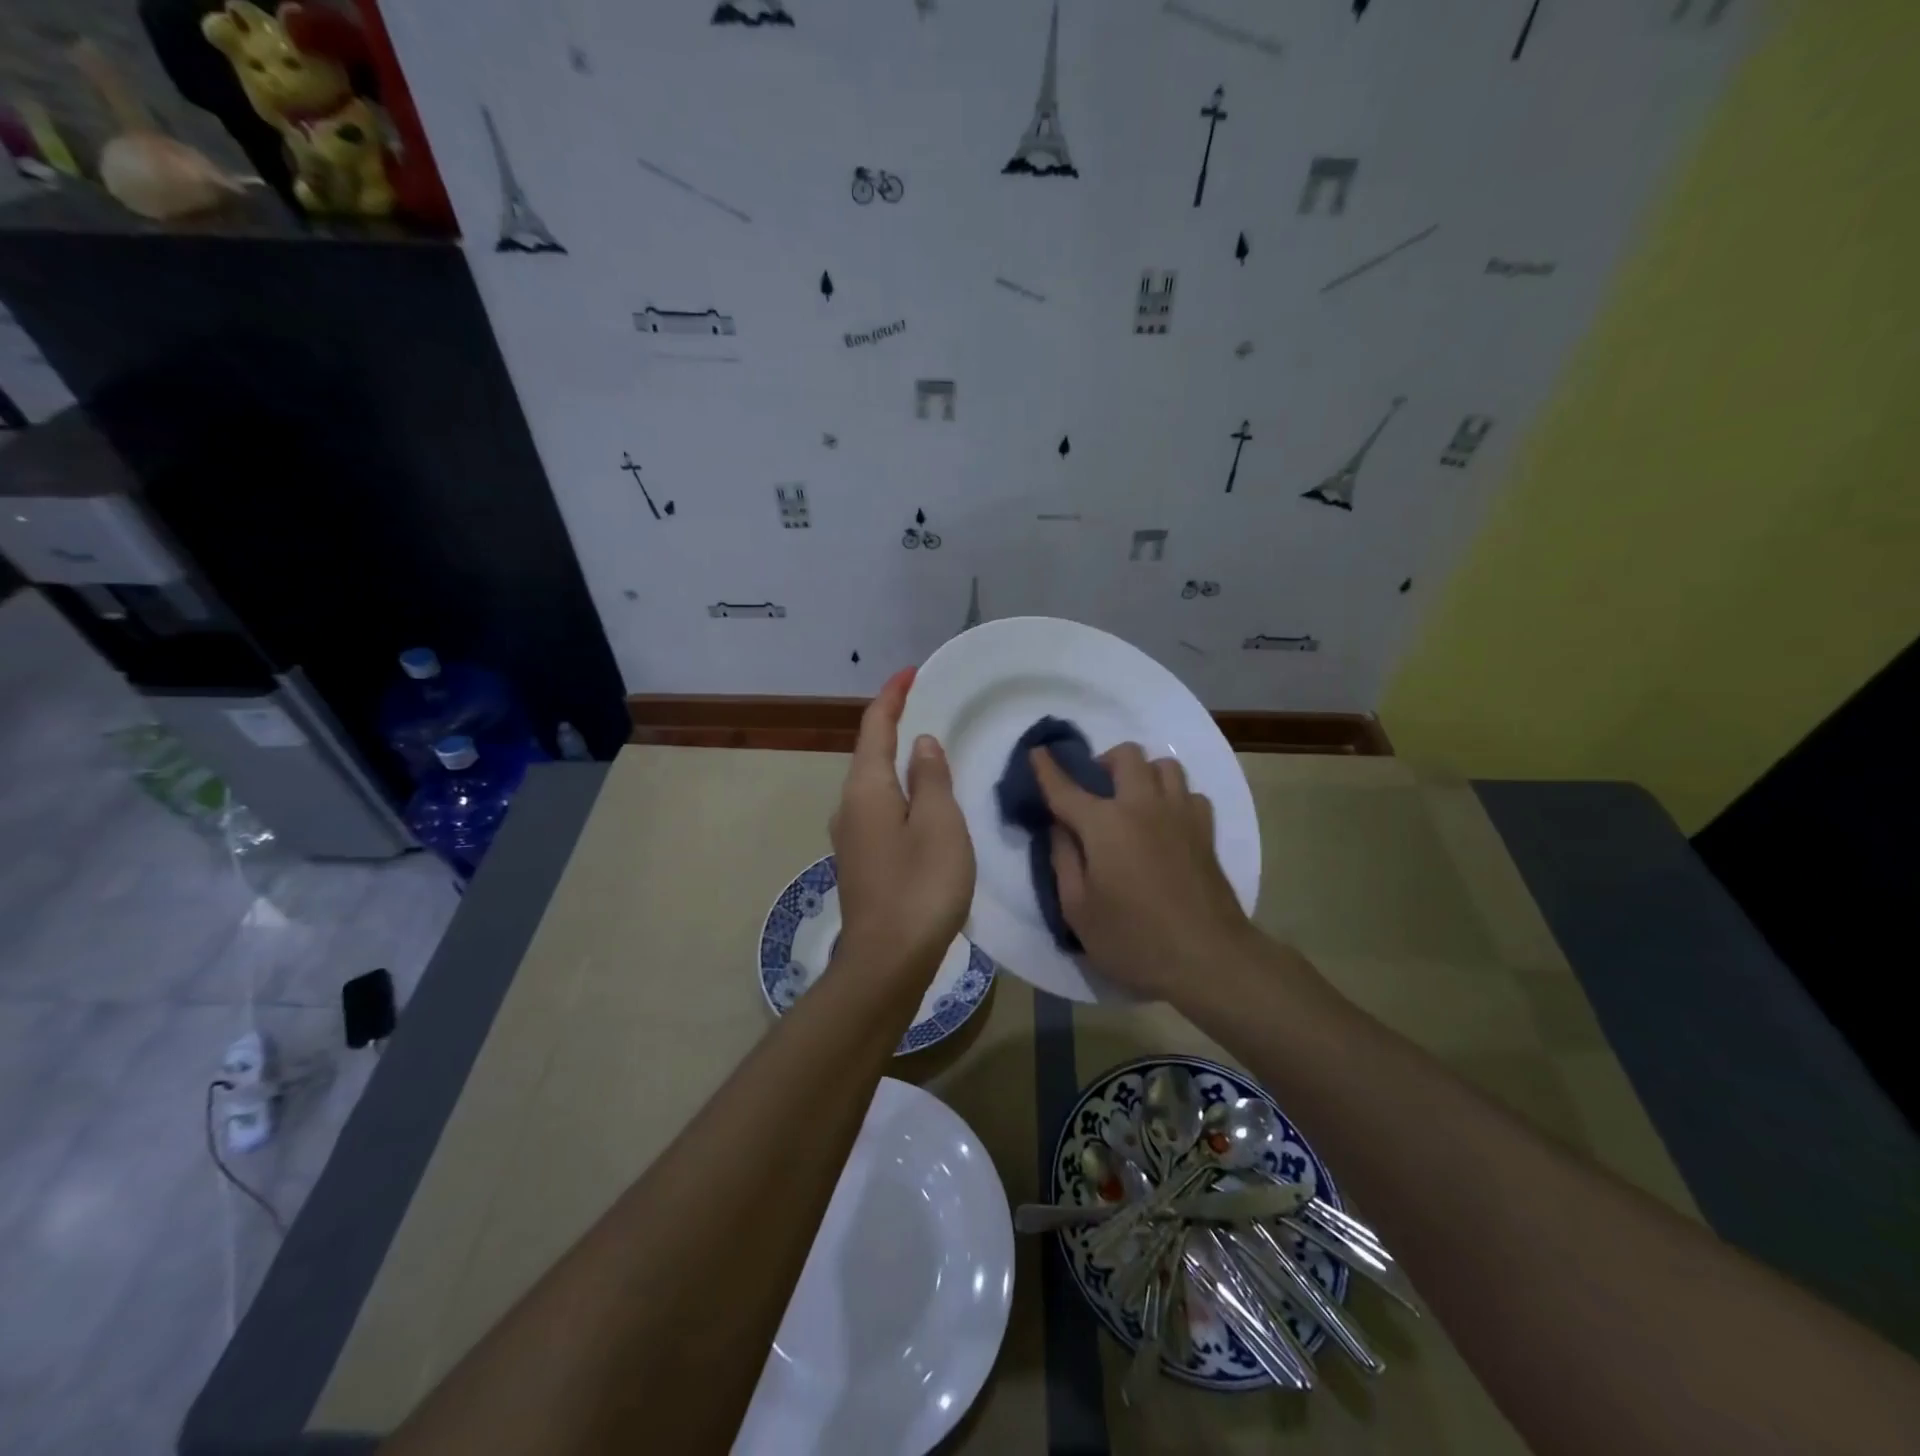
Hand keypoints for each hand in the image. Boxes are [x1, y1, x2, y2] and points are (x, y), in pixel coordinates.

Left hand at [829, 668, 974, 983]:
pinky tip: (923, 801)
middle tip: (927, 705)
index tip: (911, 672)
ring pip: (875, 783)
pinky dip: (900, 790)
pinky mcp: (862, 860)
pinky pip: (880, 808)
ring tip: (930, 748)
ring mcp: (852, 836)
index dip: (892, 696)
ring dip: (898, 759)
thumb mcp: (940, 823)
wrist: (888, 961)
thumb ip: (932, 777)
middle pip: (870, 752)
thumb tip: (921, 743)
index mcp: (867, 788)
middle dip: (895, 724)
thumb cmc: (921, 886)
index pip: (875, 727)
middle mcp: (850, 805)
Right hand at [1031, 742, 1253, 1000]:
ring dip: (1143, 773)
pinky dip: (1174, 797)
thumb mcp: (1077, 909)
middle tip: (1095, 792)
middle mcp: (1143, 805)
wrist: (1208, 958)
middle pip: (1126, 755)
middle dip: (1104, 763)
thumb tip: (1059, 828)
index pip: (1066, 787)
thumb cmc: (1133, 938)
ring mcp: (1180, 814)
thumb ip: (1063, 860)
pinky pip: (1189, 793)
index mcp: (1104, 824)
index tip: (1037, 752)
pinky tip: (1165, 822)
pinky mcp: (1206, 831)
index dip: (1047, 768)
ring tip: (1132, 801)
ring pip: (1164, 765)